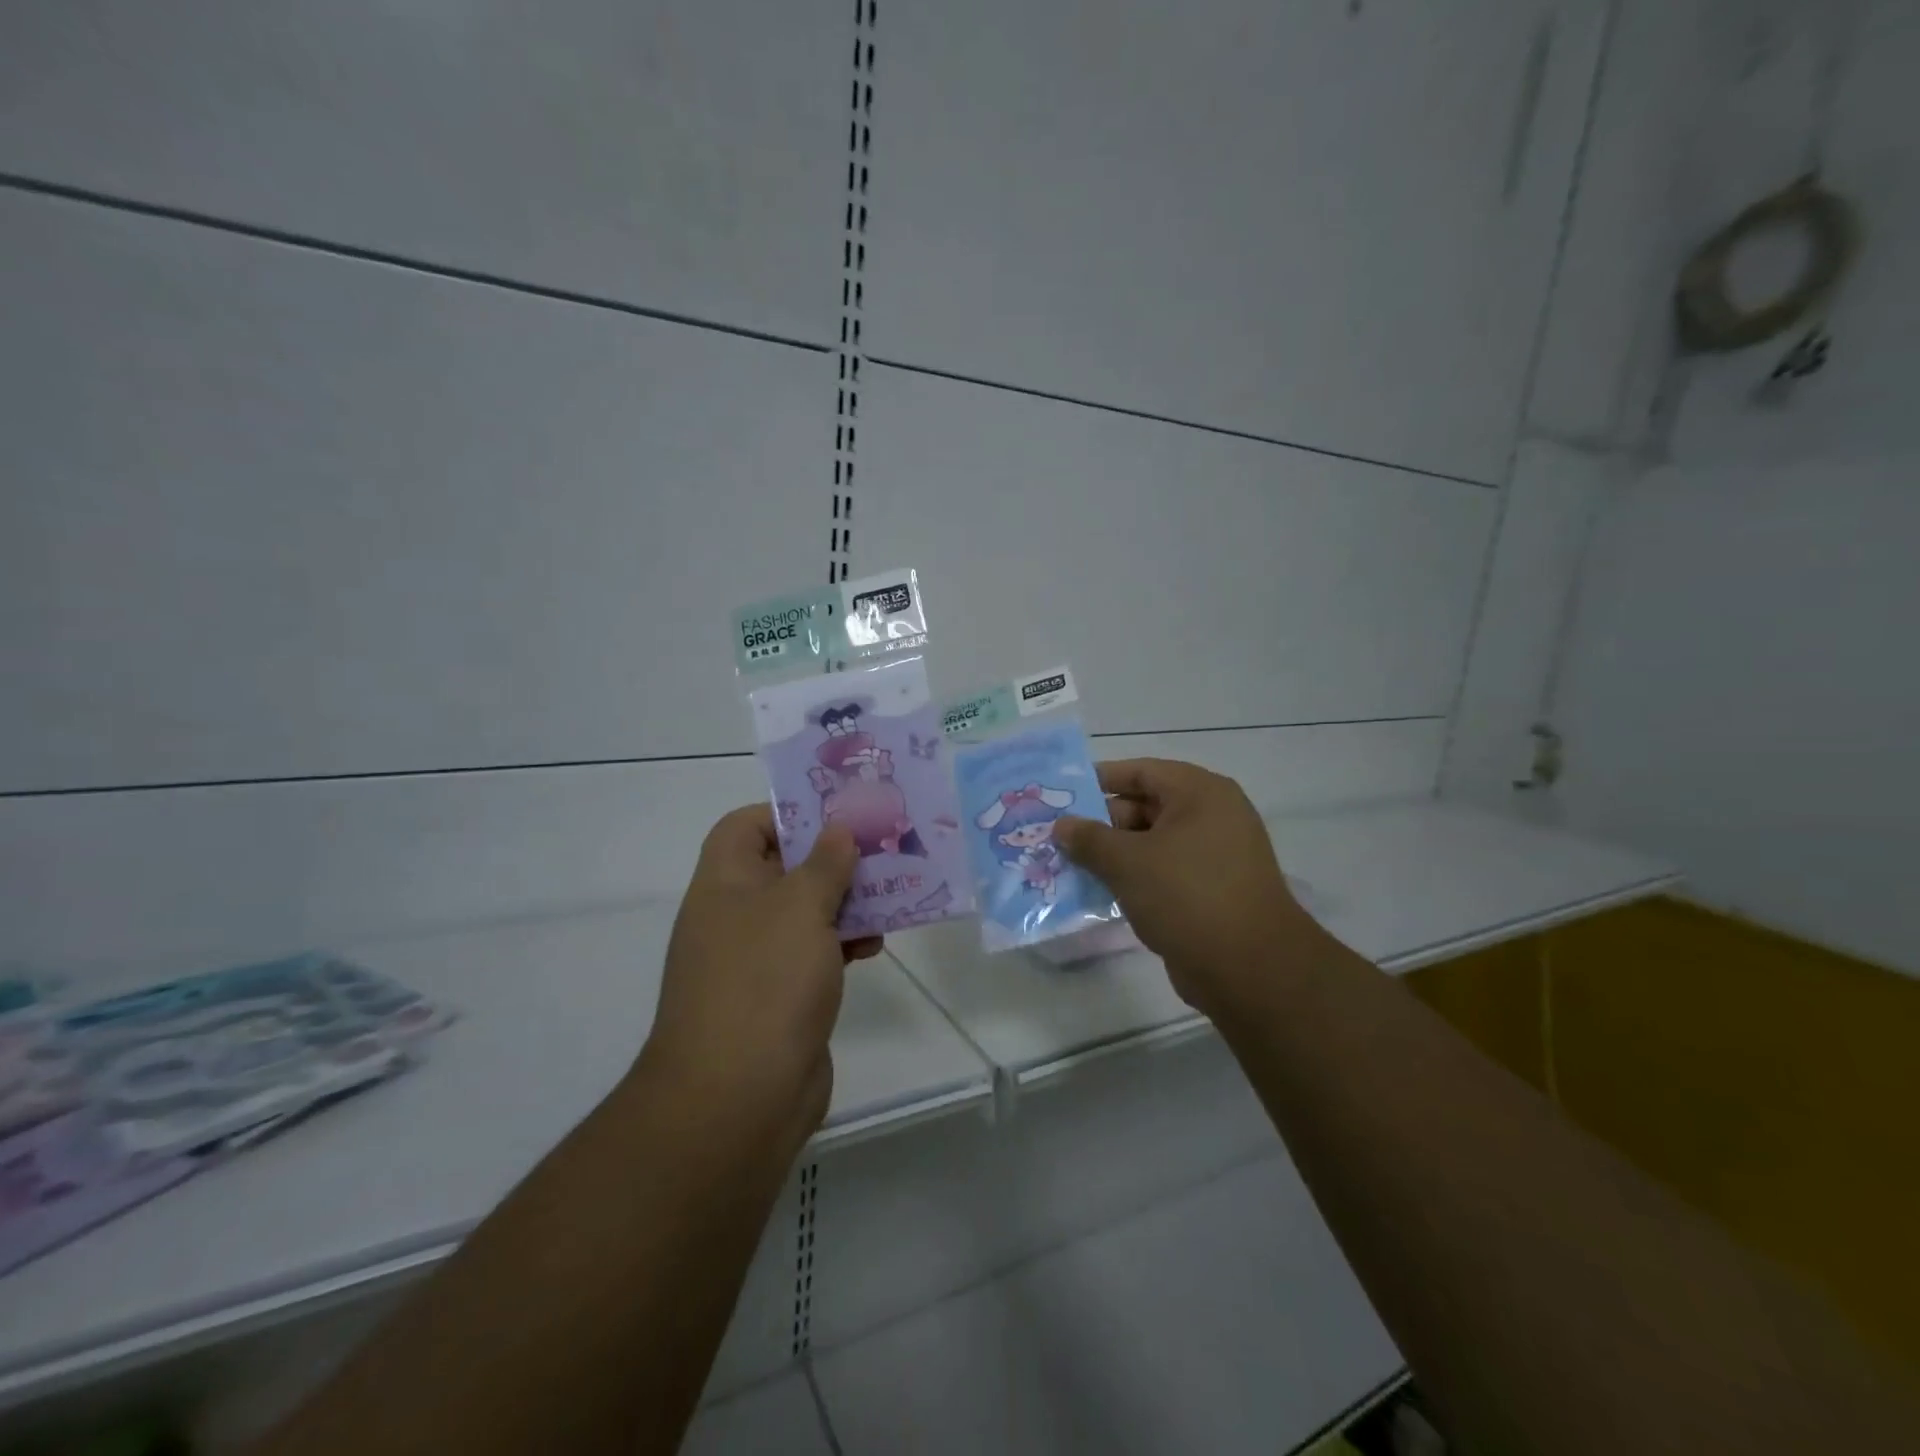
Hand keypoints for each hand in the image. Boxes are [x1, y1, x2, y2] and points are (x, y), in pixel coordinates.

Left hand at [638, 806, 881, 1160]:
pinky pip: (815, 952)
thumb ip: (824, 863)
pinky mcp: (781, 996)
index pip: (745, 826)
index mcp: (724, 884)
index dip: (787, 813)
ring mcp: (757, 959)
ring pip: (806, 911)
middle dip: (832, 857)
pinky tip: (875, 944)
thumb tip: (838, 831)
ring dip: (846, 901)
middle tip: (880, 847)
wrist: (738, 1098)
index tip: (835, 815)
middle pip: (783, 867)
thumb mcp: (800, 907)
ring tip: (891, 893)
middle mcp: (735, 916)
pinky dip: (843, 942)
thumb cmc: (765, 982)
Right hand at [1054, 759, 1321, 1021]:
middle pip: (1145, 807)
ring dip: (1114, 855)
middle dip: (1101, 823)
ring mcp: (1215, 855)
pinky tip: (1101, 892)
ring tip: (1070, 866)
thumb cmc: (1187, 895)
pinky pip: (1164, 872)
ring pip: (1152, 843)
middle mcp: (1212, 816)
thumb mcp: (1127, 862)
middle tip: (1059, 837)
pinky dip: (1135, 878)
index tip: (1062, 795)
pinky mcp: (1212, 890)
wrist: (1249, 968)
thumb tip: (1062, 825)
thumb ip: (1089, 839)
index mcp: (1200, 793)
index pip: (1140, 772)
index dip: (1099, 780)